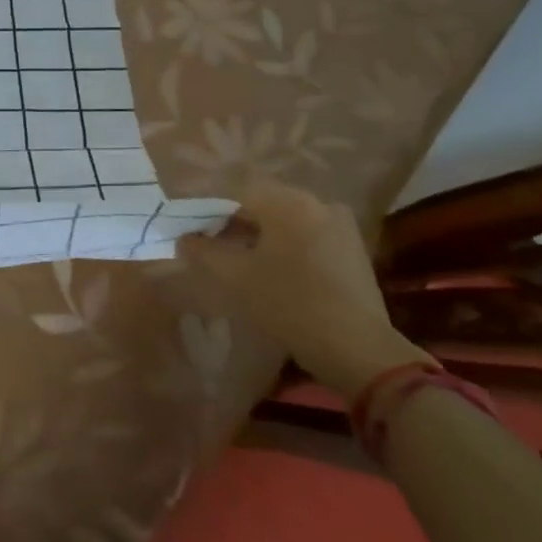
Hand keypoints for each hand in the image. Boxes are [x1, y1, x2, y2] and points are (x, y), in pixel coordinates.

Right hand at [182, 181, 433, 397]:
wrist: (356, 348)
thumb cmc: (288, 303)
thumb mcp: (233, 277)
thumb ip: (202, 251)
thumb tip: (185, 238)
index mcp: (287, 201)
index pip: (235, 193)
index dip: (210, 213)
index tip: (197, 237)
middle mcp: (316, 202)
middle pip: (263, 205)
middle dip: (236, 224)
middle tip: (217, 252)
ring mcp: (340, 224)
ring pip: (287, 221)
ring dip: (263, 236)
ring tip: (246, 266)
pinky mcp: (354, 249)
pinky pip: (308, 236)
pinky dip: (288, 247)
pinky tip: (278, 274)